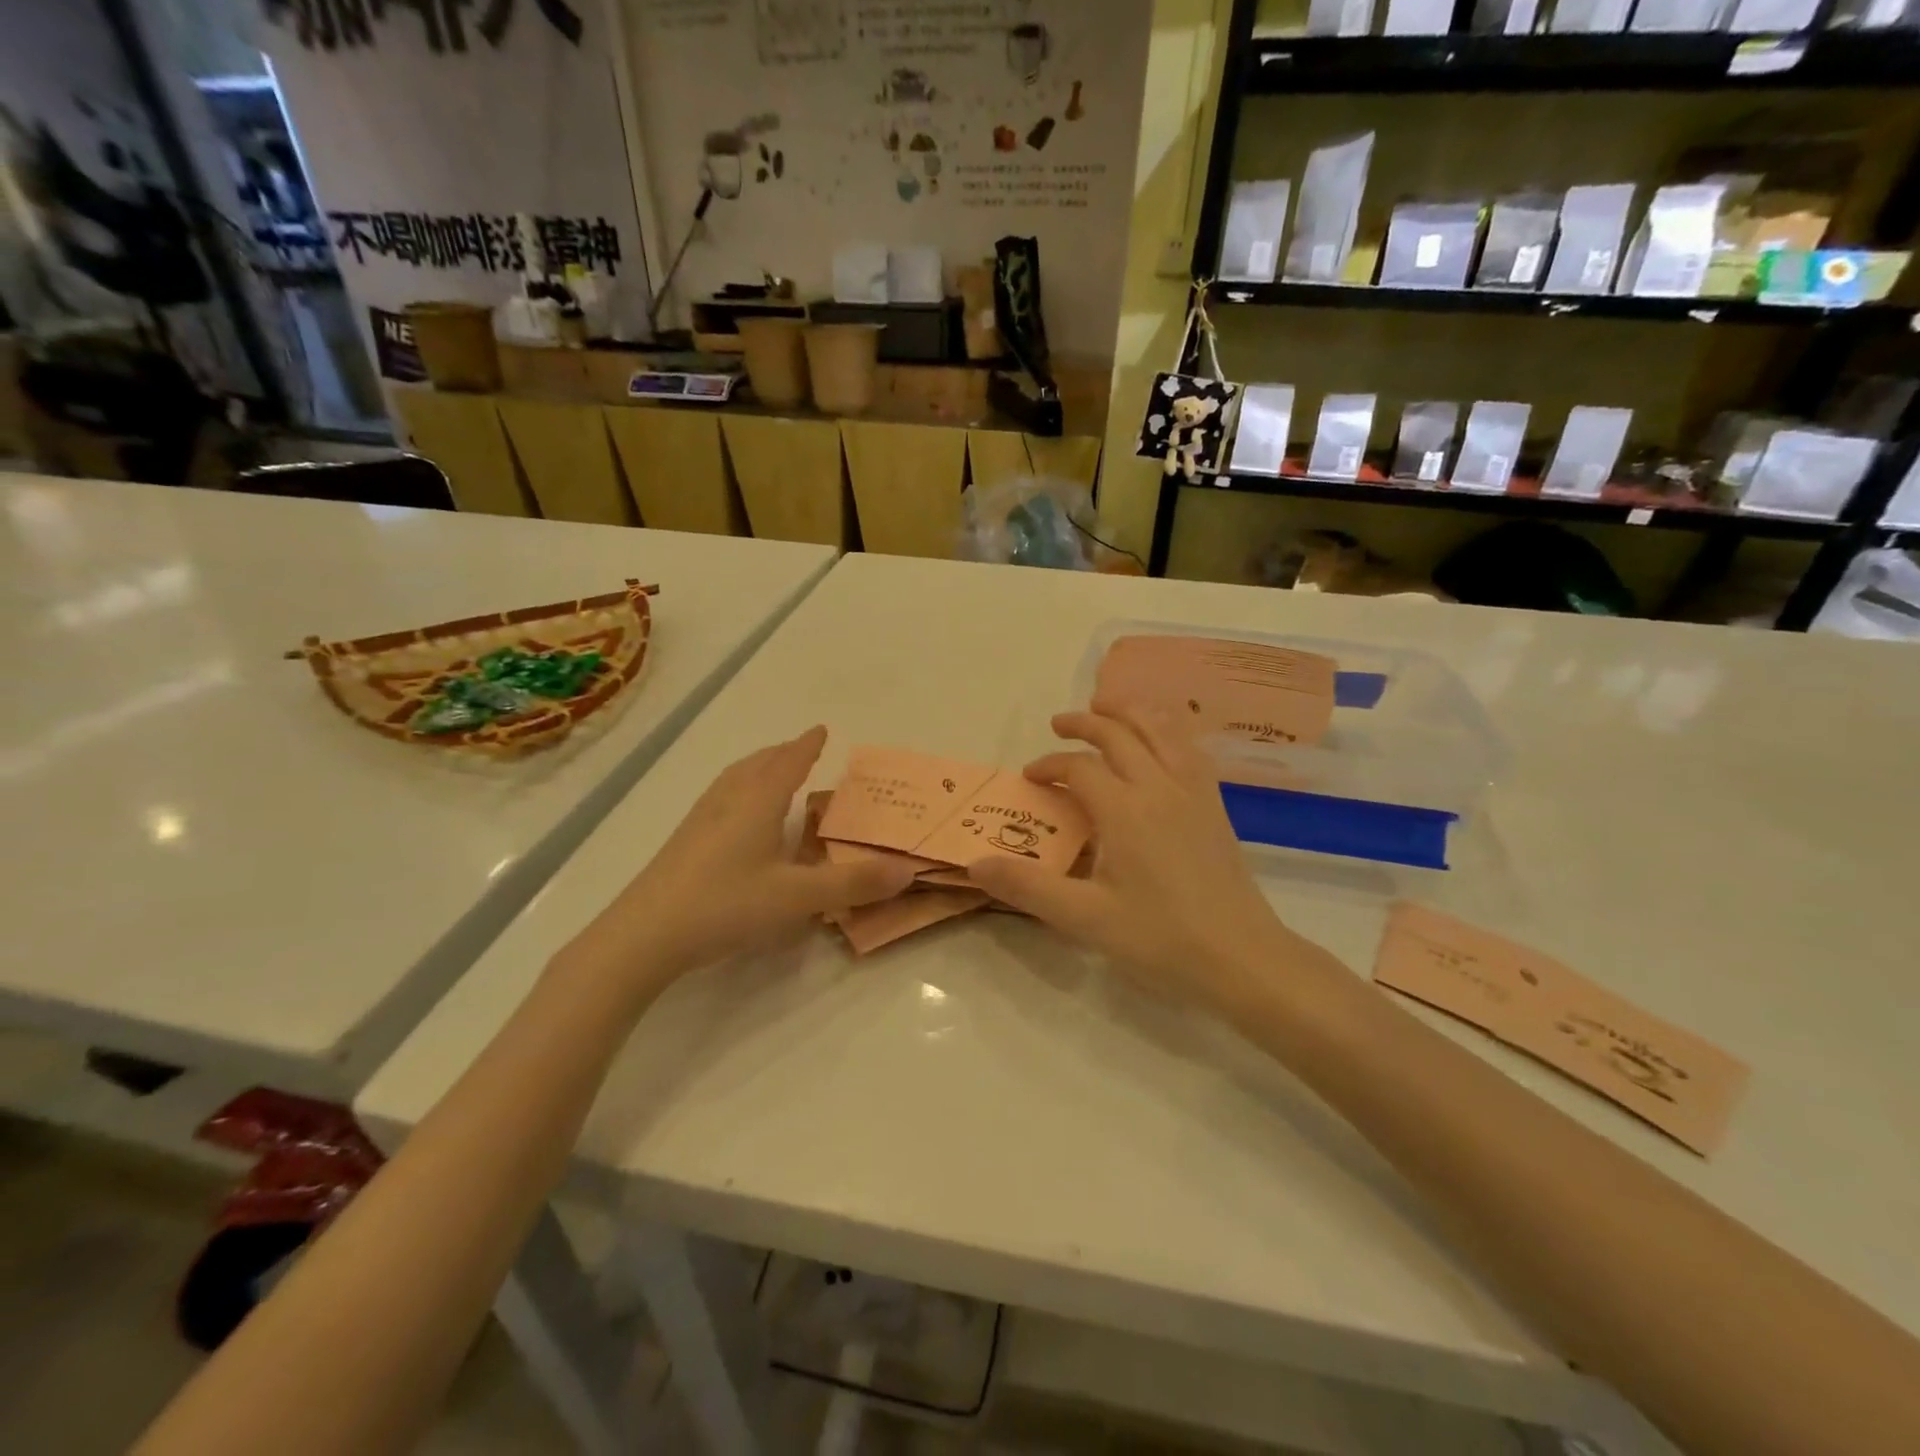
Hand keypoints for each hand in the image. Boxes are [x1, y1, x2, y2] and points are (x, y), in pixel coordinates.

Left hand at [563, 727, 914, 987]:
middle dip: (783, 754)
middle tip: (802, 750)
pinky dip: (740, 792)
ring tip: (772, 774)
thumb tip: (906, 871)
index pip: (788, 762)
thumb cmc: (726, 904)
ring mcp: (700, 820)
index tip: (821, 729)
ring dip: (758, 769)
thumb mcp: (797, 897)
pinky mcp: (683, 843)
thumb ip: (852, 884)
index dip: (807, 746)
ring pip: (734, 780)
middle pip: (758, 765)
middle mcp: (728, 801)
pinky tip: (738, 819)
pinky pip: (720, 799)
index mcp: (757, 802)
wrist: (645, 935)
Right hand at [967, 709, 1297, 1008]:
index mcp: (1125, 809)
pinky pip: (1189, 747)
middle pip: (1120, 734)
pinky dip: (1167, 729)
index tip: (1030, 777)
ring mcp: (1194, 792)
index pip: (1079, 768)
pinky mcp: (1215, 805)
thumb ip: (1027, 887)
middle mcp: (1159, 786)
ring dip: (1130, 712)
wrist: (1241, 957)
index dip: (1049, 766)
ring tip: (1108, 707)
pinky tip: (1161, 740)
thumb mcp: (1085, 918)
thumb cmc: (1160, 938)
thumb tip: (975, 864)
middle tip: (1059, 724)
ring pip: (1161, 729)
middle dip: (1085, 723)